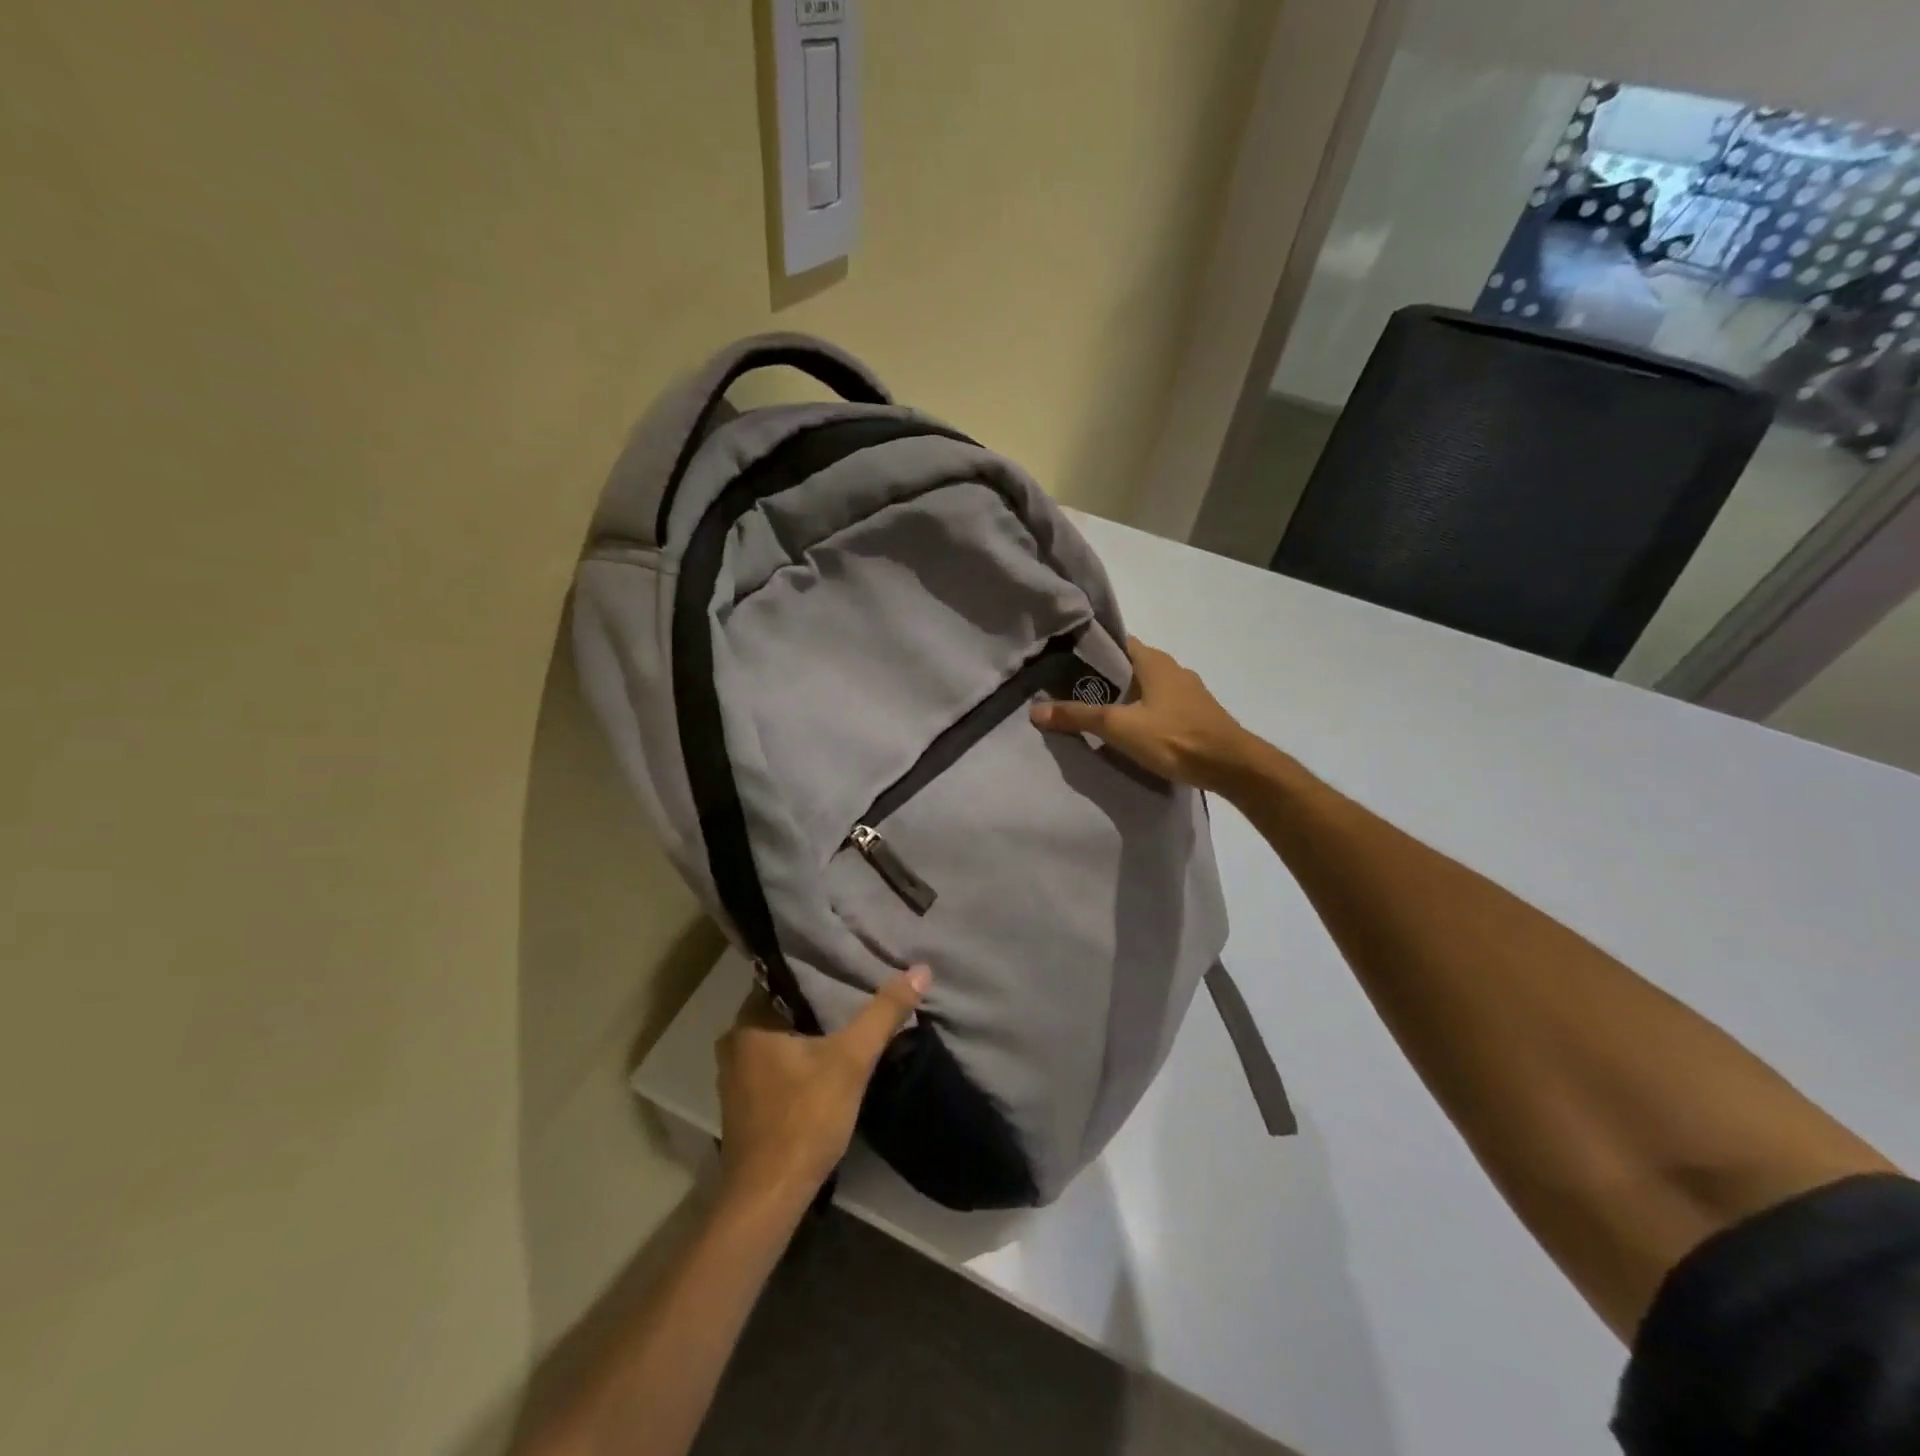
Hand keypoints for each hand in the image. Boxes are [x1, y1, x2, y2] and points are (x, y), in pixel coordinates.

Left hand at [714, 966, 931, 1209]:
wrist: (768, 1199)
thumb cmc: (804, 1119)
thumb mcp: (852, 1060)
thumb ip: (883, 1013)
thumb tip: (920, 969)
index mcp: (748, 1023)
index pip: (784, 976)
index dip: (818, 969)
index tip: (850, 963)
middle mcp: (734, 1043)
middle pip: (785, 1007)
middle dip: (819, 1001)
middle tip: (858, 988)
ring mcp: (736, 1077)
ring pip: (781, 1037)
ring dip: (811, 1031)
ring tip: (850, 1019)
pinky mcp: (746, 1105)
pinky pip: (777, 1063)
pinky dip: (802, 1057)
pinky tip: (829, 1060)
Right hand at [1031, 637, 1261, 792]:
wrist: (1232, 767)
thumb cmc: (1174, 737)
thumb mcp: (1119, 727)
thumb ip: (1078, 717)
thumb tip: (1035, 710)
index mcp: (1153, 660)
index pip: (1115, 642)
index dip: (1090, 650)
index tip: (1063, 662)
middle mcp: (1172, 668)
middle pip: (1128, 666)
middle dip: (1102, 677)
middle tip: (1070, 691)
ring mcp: (1188, 692)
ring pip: (1145, 687)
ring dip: (1123, 697)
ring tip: (1094, 713)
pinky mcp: (1196, 715)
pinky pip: (1160, 705)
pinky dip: (1141, 712)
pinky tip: (1129, 730)